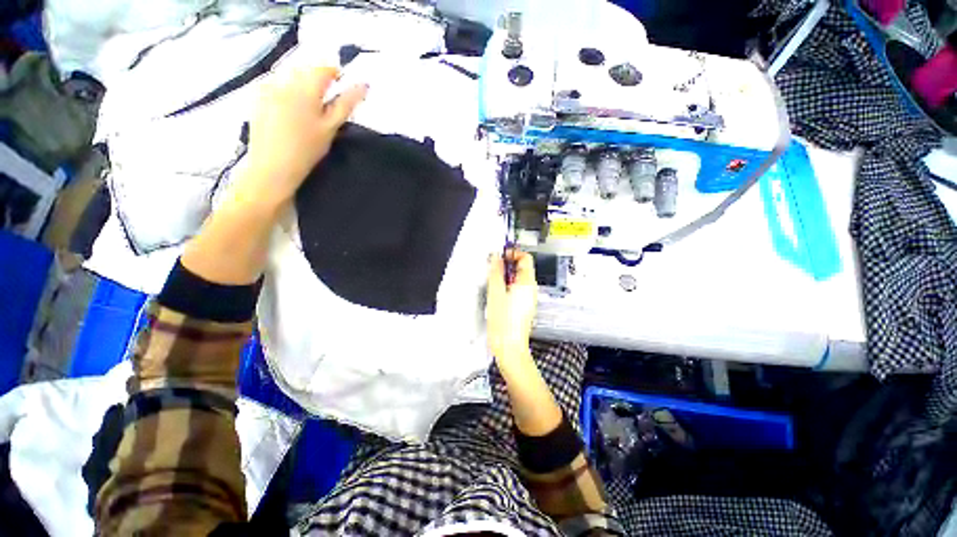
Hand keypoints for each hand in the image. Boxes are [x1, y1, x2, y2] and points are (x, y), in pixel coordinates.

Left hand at [241, 65, 367, 206]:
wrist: (272, 167)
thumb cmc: (307, 149)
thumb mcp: (330, 128)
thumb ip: (346, 104)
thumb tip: (363, 84)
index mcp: (305, 88)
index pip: (323, 68)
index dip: (335, 75)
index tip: (342, 88)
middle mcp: (284, 81)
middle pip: (305, 70)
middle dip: (318, 81)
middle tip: (326, 104)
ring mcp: (267, 87)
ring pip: (290, 76)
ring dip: (302, 86)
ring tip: (307, 110)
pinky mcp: (257, 97)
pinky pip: (276, 84)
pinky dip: (287, 92)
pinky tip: (289, 112)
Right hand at [486, 250, 537, 361]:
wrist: (509, 347)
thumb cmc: (504, 323)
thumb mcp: (495, 293)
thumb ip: (495, 272)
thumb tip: (496, 257)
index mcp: (527, 283)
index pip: (526, 258)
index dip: (513, 253)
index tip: (500, 255)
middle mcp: (530, 289)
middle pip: (522, 267)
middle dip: (507, 264)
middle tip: (493, 267)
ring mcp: (527, 298)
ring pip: (518, 278)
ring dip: (505, 275)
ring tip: (492, 280)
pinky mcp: (522, 306)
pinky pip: (516, 288)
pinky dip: (506, 285)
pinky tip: (496, 293)